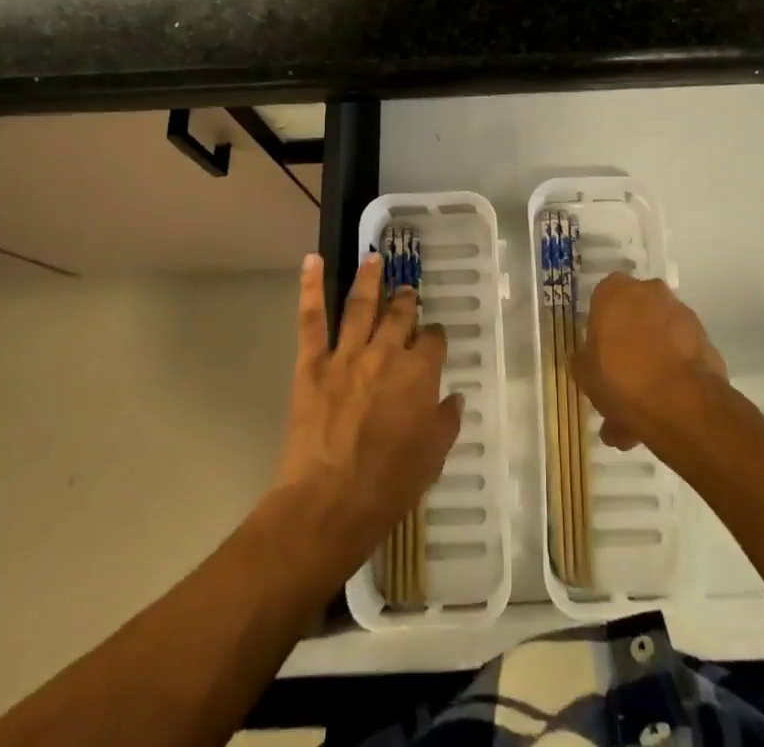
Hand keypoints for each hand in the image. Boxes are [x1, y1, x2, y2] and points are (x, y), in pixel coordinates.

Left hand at [275, 253, 461, 577]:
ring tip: (373, 258)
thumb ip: (446, 422)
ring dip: (369, 278)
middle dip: (406, 301)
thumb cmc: (387, 488)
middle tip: (407, 293)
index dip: (435, 338)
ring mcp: (347, 354)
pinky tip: (312, 260)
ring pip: (361, 305)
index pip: (434, 340)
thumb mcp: (432, 459)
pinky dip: (310, 286)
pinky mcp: (313, 363)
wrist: (327, 505)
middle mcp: (387, 353)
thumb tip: (452, 398)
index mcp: (419, 374)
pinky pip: (312, 319)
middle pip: (400, 314)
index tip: (434, 341)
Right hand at [574, 272, 724, 450]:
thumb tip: (586, 359)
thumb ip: (583, 361)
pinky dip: (671, 376)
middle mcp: (649, 291)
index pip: (602, 299)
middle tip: (618, 385)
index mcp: (614, 290)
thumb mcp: (584, 374)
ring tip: (638, 414)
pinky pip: (679, 355)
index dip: (600, 328)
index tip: (598, 354)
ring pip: (657, 339)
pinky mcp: (704, 338)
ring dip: (650, 366)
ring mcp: (680, 313)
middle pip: (633, 318)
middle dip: (627, 348)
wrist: (681, 402)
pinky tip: (661, 412)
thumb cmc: (620, 377)